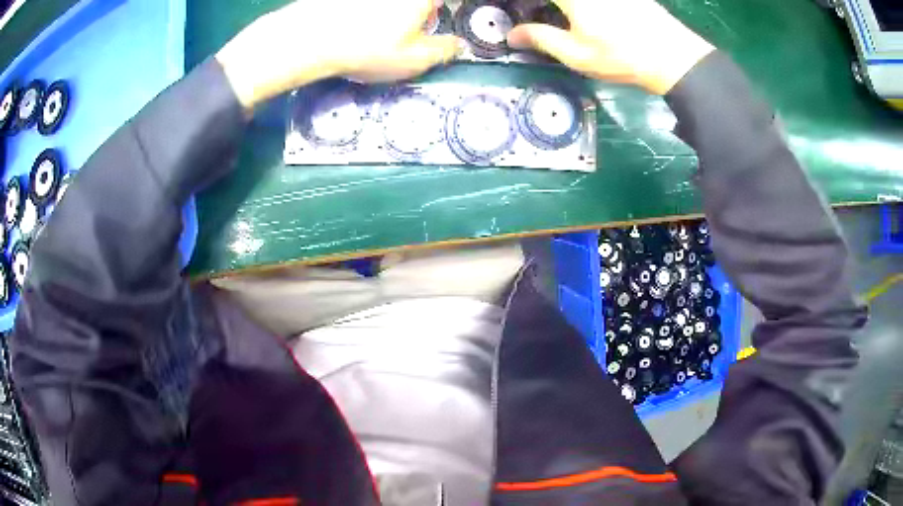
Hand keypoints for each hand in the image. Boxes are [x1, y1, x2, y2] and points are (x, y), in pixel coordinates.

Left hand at [216, 0, 462, 111]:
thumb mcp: (415, 59)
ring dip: (392, 13)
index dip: (443, 14)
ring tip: (377, 29)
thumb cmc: (368, 49)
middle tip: (410, 27)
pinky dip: (365, 13)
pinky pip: (365, 7)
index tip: (436, 24)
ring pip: (391, 6)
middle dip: (420, 13)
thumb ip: (444, 50)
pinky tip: (353, 23)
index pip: (445, 3)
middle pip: (420, 3)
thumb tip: (459, 45)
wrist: (308, 38)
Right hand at [507, 0, 714, 94]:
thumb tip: (512, 36)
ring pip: (576, 1)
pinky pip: (594, 0)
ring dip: (560, 8)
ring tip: (555, 16)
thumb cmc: (621, 57)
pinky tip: (585, 16)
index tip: (516, 11)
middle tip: (535, 16)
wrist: (674, 57)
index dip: (523, 4)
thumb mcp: (577, 54)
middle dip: (544, 7)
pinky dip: (580, 7)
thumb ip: (541, 39)